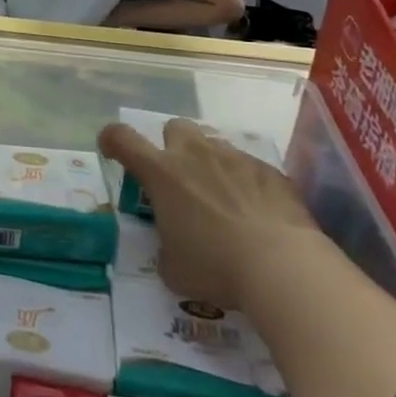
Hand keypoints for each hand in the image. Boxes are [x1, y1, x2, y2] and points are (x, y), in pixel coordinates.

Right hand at [98, 116, 319, 310]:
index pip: (122, 138)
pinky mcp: (269, 170)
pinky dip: (245, 183)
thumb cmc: (216, 267)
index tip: (112, 151)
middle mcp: (195, 154)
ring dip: (210, 165)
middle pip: (174, 128)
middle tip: (180, 180)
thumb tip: (173, 248)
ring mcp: (235, 158)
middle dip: (173, 147)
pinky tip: (256, 214)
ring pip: (213, 145)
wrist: (284, 267)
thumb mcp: (174, 269)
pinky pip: (248, 166)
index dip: (112, 140)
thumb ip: (165, 248)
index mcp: (161, 173)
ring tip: (221, 200)